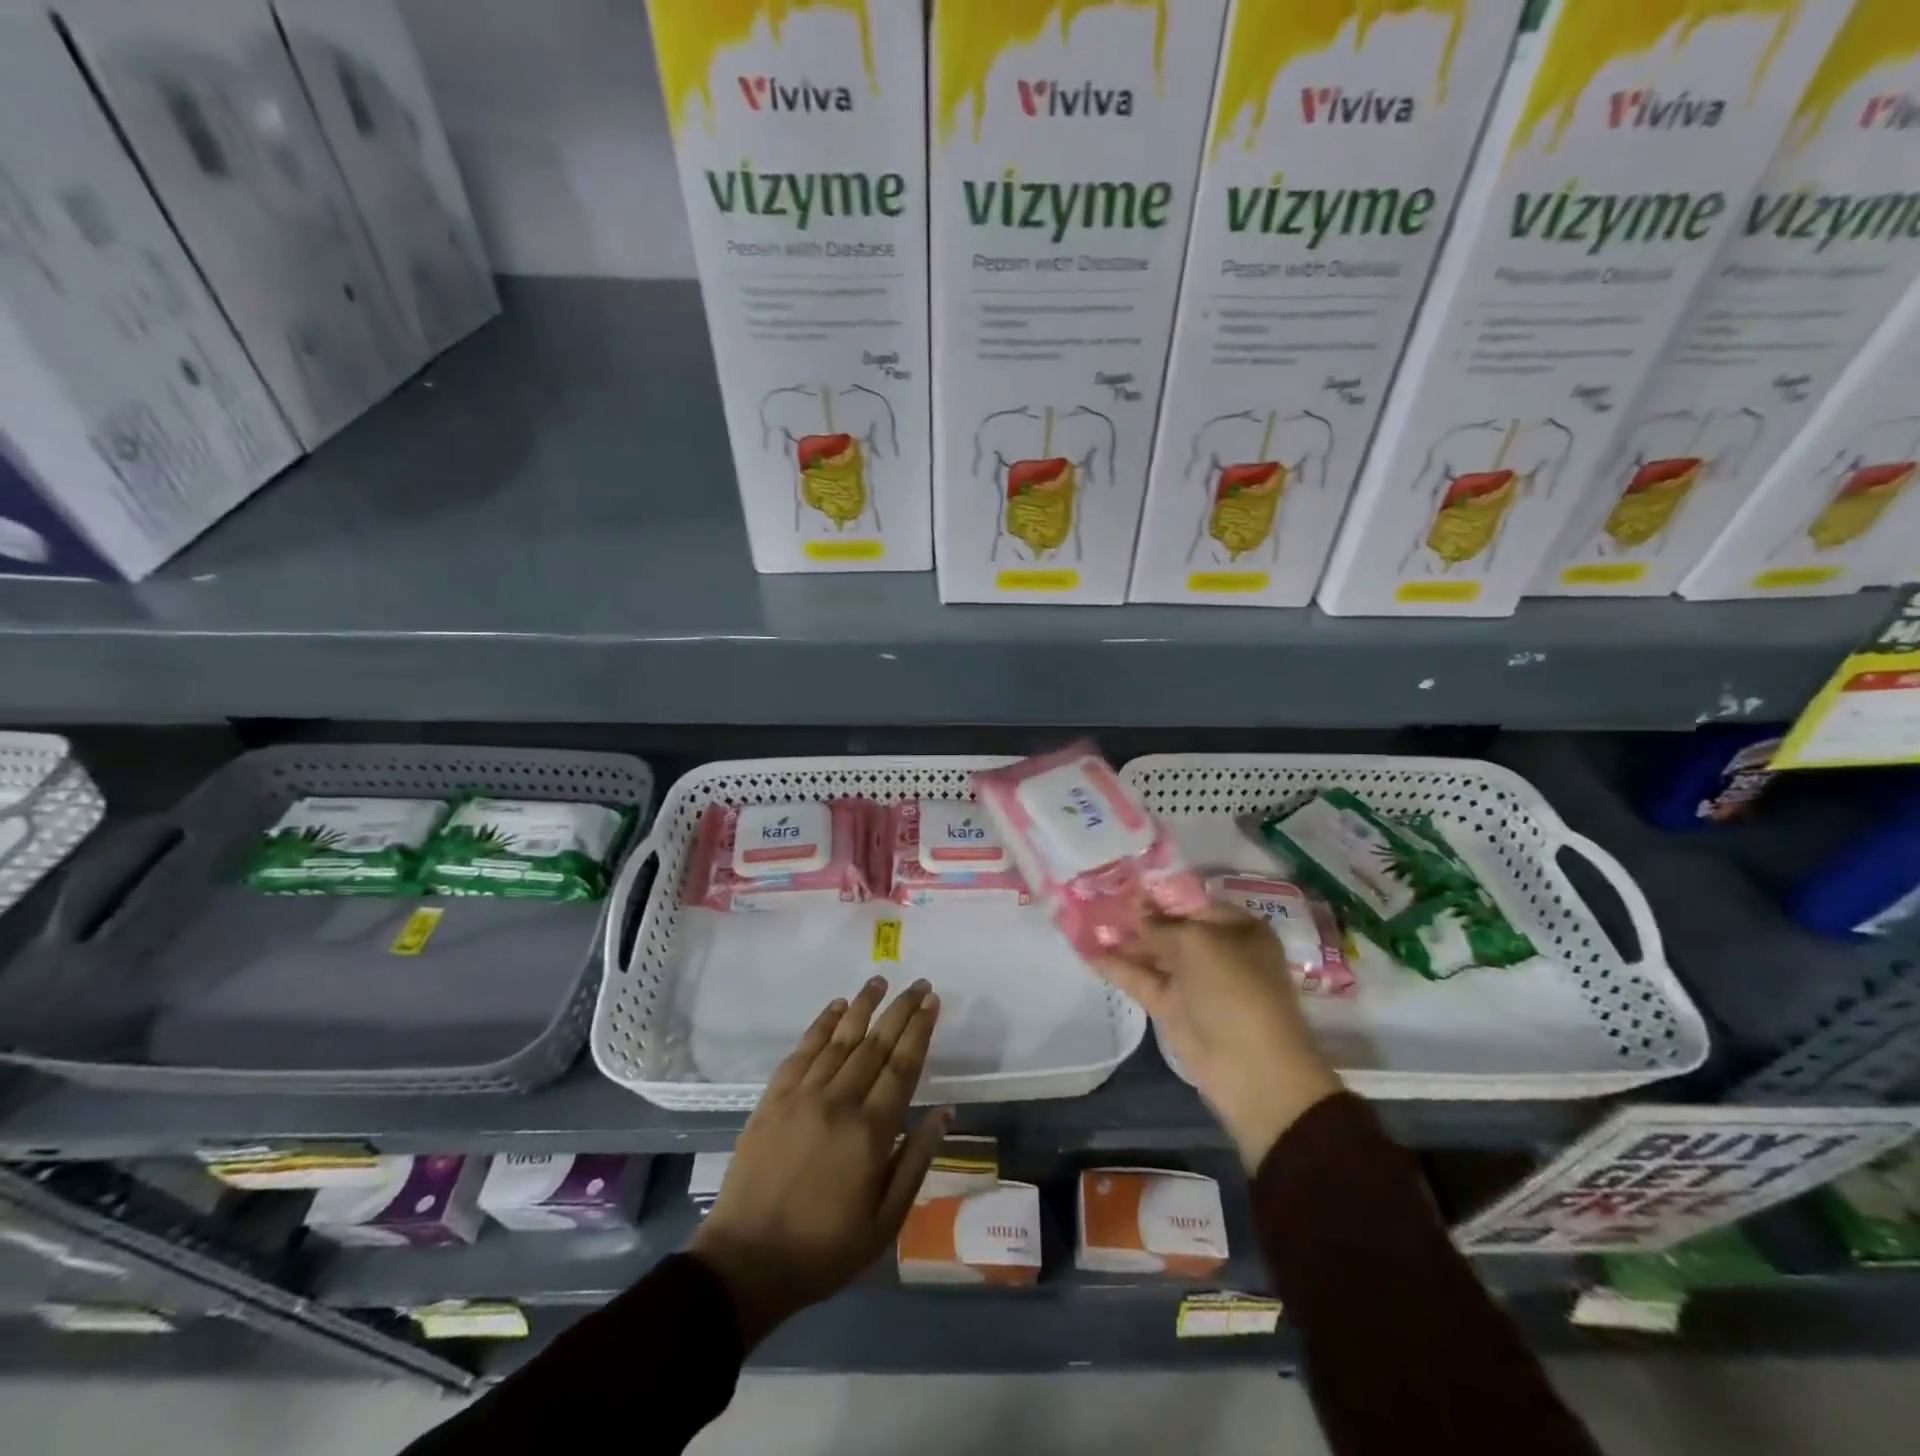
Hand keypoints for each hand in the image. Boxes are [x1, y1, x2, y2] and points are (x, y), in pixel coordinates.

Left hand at [689, 977, 949, 1347]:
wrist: (747, 1261)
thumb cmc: (825, 1248)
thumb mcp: (885, 1221)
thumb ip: (916, 1161)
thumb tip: (943, 1113)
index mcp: (871, 1131)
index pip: (903, 1065)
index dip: (920, 1030)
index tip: (932, 1002)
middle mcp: (839, 1101)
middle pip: (875, 1043)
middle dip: (900, 1009)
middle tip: (918, 983)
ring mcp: (802, 1096)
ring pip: (840, 1038)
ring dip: (863, 1006)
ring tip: (880, 980)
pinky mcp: (773, 1099)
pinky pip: (802, 1051)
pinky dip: (821, 1025)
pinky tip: (836, 1008)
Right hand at [1095, 907, 1342, 1171]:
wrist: (1252, 1070)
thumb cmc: (1235, 990)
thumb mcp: (1199, 944)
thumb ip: (1161, 924)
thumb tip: (1137, 907)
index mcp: (1237, 929)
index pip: (1192, 901)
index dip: (1158, 892)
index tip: (1122, 880)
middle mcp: (1215, 951)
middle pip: (1169, 926)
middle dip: (1135, 914)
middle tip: (1094, 897)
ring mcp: (1192, 981)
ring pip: (1152, 953)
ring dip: (1121, 939)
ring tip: (1083, 918)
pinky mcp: (1171, 1006)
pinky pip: (1141, 979)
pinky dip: (1116, 966)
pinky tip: (1087, 950)